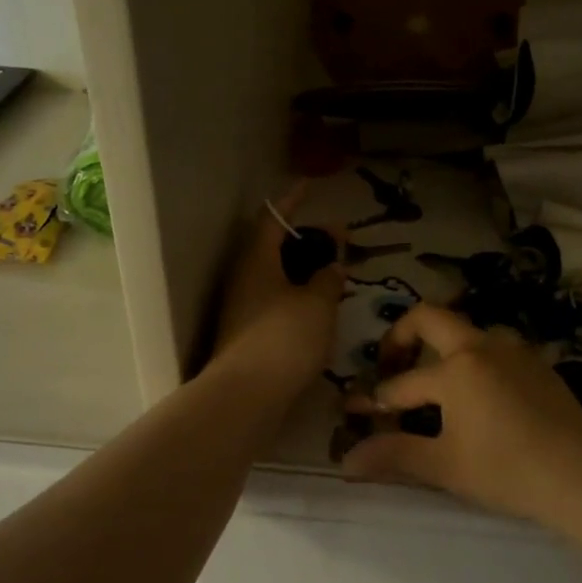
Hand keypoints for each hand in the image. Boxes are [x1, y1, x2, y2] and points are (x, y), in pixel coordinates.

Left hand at [208, 187, 344, 399]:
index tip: (310, 187)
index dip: (292, 201)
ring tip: (335, 274)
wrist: (247, 395)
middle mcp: (245, 279)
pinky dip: (298, 296)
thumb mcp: (317, 303)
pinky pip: (276, 302)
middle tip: (338, 241)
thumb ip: (328, 278)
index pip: (272, 219)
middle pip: (274, 248)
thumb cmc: (284, 338)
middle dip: (306, 240)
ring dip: (304, 270)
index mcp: (257, 260)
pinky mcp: (248, 335)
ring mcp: (243, 309)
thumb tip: (332, 265)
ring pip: (276, 277)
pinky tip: (320, 309)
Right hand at [341, 305, 581, 528]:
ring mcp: (515, 351)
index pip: (402, 383)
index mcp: (456, 368)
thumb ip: (394, 455)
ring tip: (436, 384)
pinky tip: (480, 396)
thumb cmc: (506, 469)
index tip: (353, 409)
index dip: (373, 399)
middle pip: (430, 318)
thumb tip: (347, 461)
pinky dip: (474, 361)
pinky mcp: (539, 364)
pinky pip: (496, 349)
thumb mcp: (445, 465)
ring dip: (443, 348)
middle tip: (390, 365)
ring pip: (467, 332)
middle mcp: (483, 346)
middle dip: (401, 337)